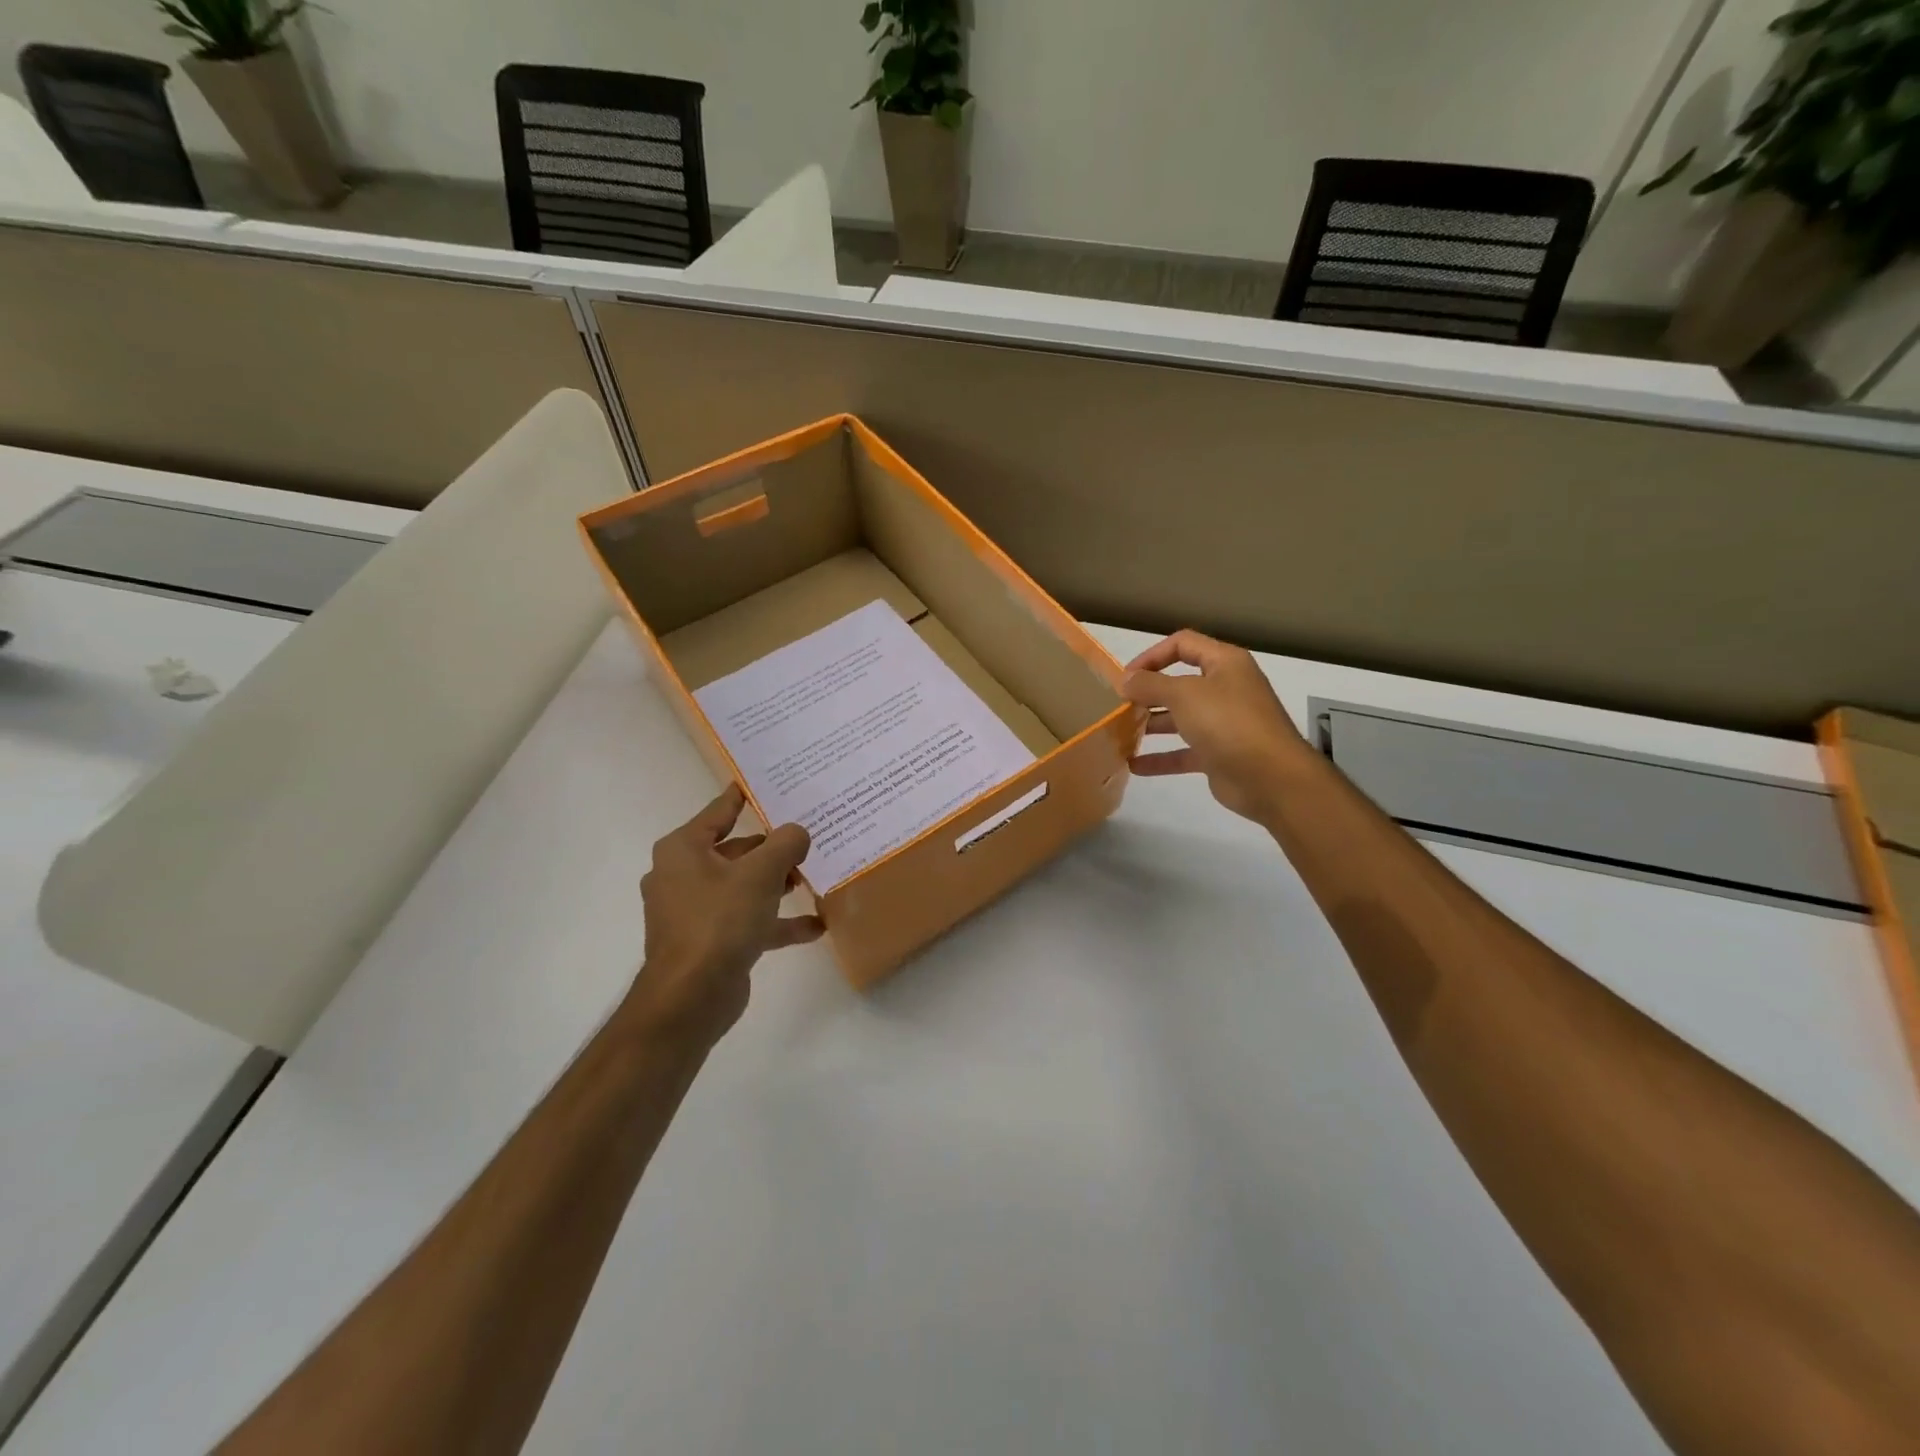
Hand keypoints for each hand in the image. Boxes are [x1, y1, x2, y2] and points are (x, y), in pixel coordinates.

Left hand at [626, 784, 824, 1047]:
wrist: (690, 997)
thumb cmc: (720, 920)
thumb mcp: (760, 873)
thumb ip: (785, 845)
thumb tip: (797, 832)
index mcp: (684, 850)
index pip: (719, 812)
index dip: (741, 797)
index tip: (762, 781)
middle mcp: (684, 876)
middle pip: (735, 851)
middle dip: (771, 848)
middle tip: (806, 837)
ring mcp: (695, 912)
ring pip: (743, 887)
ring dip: (776, 884)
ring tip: (811, 878)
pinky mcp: (710, 942)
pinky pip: (748, 921)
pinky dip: (776, 921)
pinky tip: (815, 925)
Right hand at [1123, 630, 1313, 824]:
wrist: (1271, 778)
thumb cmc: (1229, 723)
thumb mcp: (1184, 695)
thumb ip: (1150, 684)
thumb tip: (1126, 680)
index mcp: (1225, 663)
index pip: (1183, 644)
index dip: (1151, 655)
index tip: (1125, 677)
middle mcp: (1226, 689)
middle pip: (1180, 682)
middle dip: (1148, 692)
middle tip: (1119, 705)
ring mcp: (1224, 724)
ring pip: (1180, 718)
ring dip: (1151, 724)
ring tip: (1121, 732)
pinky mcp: (1219, 755)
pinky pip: (1184, 752)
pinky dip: (1161, 758)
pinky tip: (1134, 766)